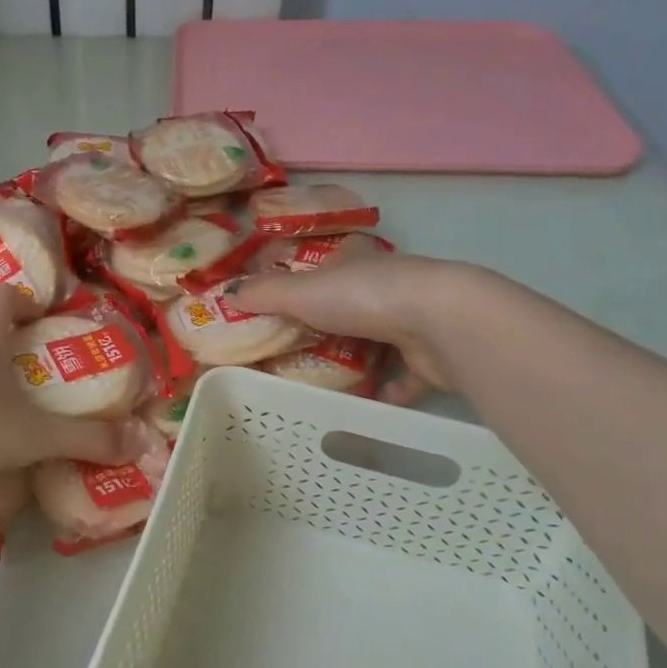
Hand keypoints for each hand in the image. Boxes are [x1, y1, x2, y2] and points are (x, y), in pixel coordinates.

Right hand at [235, 256, 473, 402]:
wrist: (440, 322)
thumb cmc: (363, 297)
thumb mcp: (301, 292)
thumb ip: (264, 293)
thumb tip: (227, 292)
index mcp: (357, 262)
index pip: (332, 263)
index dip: (312, 278)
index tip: (290, 301)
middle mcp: (388, 285)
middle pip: (355, 303)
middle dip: (332, 323)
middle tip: (298, 349)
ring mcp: (414, 319)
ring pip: (380, 338)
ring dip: (359, 357)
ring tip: (326, 381)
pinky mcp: (431, 356)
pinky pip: (405, 377)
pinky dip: (389, 391)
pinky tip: (369, 404)